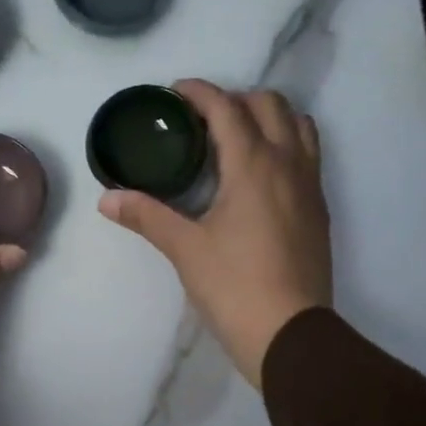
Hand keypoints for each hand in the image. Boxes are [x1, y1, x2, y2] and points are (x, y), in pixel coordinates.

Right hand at [98, 80, 330, 387]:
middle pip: (269, 105)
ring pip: (298, 126)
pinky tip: (260, 174)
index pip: (227, 108)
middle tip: (202, 119)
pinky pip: (308, 156)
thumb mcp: (185, 249)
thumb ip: (147, 216)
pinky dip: (285, 144)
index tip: (175, 91)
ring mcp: (310, 186)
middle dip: (235, 100)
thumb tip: (106, 198)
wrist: (289, 333)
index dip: (200, 92)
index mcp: (253, 165)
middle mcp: (288, 164)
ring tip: (237, 137)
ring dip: (268, 117)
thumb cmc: (234, 286)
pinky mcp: (319, 210)